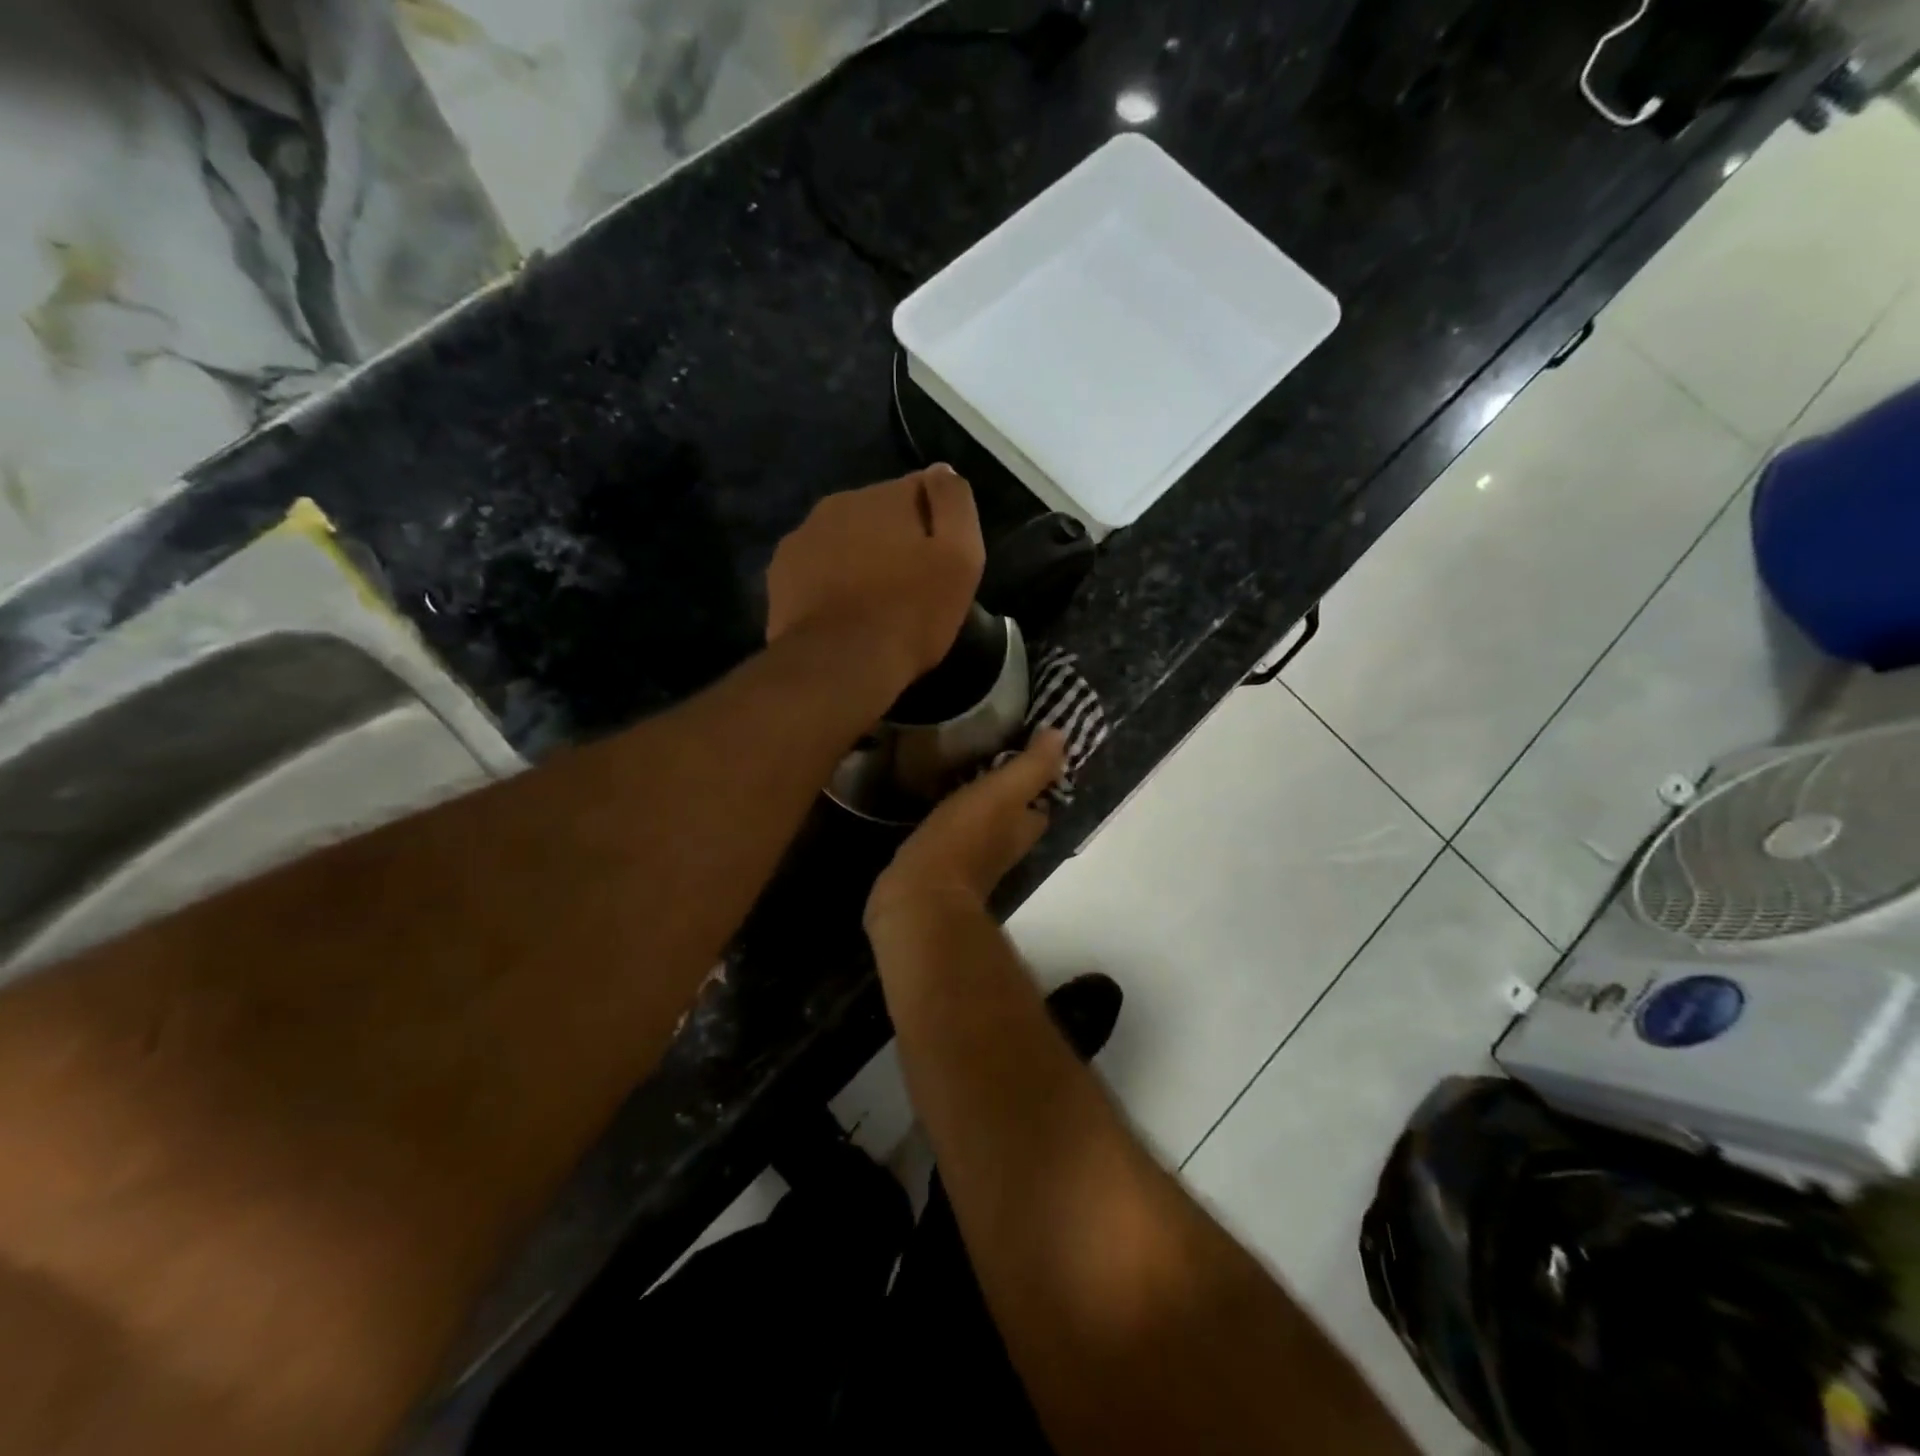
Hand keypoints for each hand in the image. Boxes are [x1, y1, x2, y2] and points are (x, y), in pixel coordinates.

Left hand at [767, 465, 984, 697]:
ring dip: (860, 559)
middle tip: (910, 587)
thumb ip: (955, 504)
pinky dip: (830, 581)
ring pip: (844, 539)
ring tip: (874, 604)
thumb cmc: (909, 613)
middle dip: (895, 540)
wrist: (839, 664)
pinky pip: (816, 567)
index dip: (938, 525)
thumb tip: (941, 471)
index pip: (922, 491)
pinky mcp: (779, 574)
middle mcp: (838, 503)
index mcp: (884, 495)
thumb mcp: (959, 558)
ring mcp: (802, 537)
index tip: (941, 563)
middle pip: (879, 514)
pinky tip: (843, 613)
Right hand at [867, 730, 1068, 930]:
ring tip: (957, 767)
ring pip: (982, 822)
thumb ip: (1032, 766)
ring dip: (976, 801)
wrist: (920, 895)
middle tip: (985, 752)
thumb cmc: (966, 838)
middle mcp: (1005, 846)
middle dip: (1004, 788)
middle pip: (1012, 813)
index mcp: (1025, 829)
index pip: (1040, 800)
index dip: (1036, 776)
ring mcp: (972, 859)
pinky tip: (932, 797)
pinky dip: (949, 816)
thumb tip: (1061, 735)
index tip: (1023, 746)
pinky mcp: (941, 864)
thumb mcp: (1004, 792)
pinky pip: (952, 833)